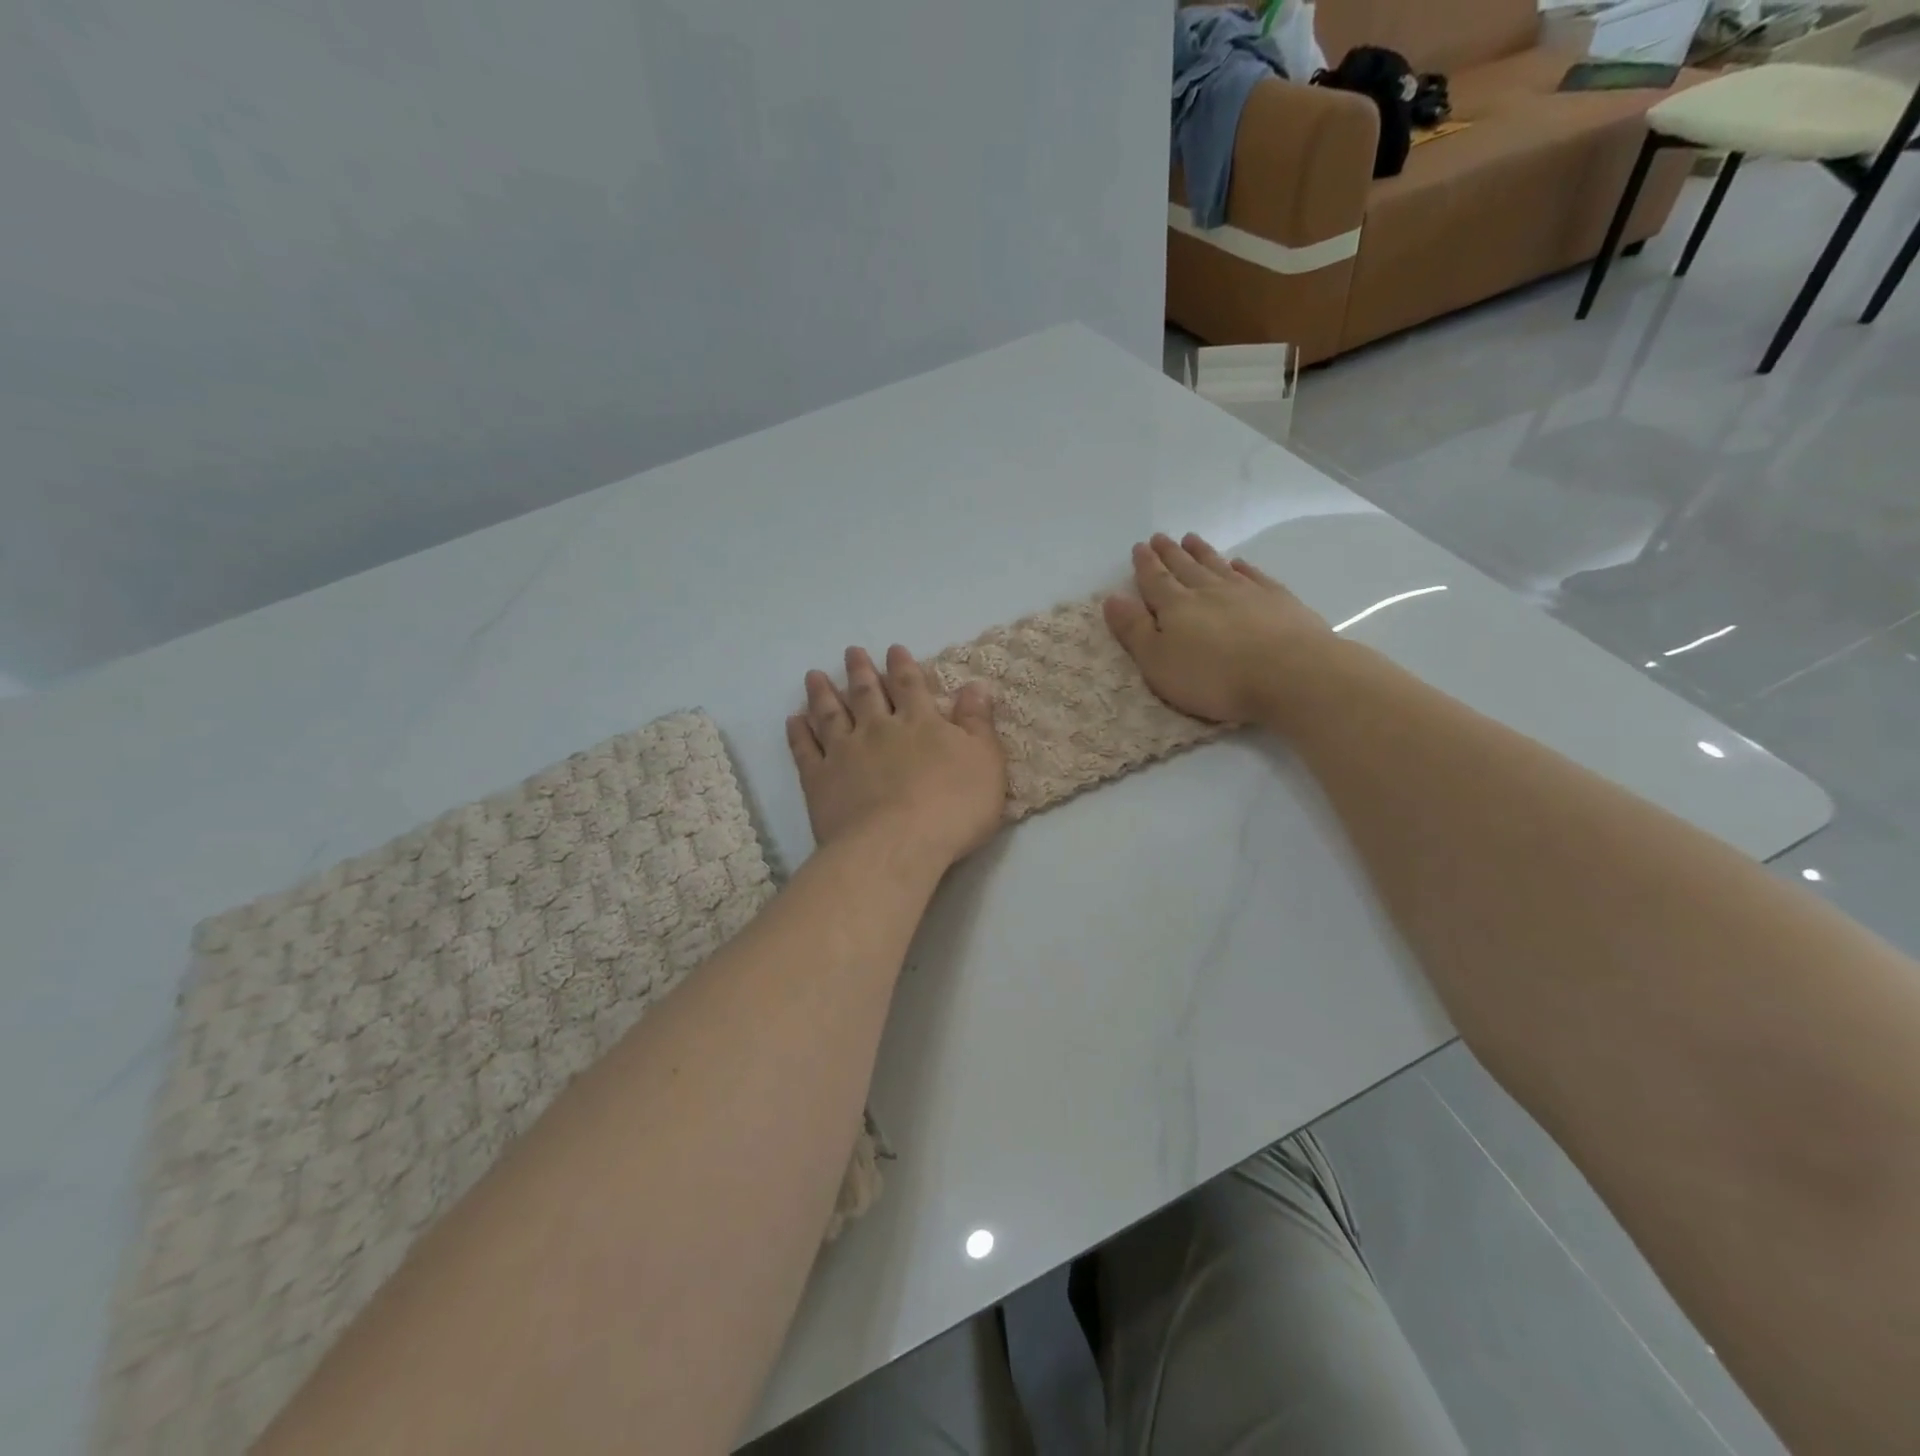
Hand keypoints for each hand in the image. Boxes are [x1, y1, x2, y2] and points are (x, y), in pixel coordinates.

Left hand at [787, 645, 1005, 869]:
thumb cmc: (953, 807)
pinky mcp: (820, 780)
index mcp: (919, 722)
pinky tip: (794, 721)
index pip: (909, 685)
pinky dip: (798, 734)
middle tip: (850, 652)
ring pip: (830, 714)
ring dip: (822, 693)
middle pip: (866, 693)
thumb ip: (978, 723)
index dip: (902, 665)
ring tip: (814, 675)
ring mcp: (844, 753)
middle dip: (859, 670)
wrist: (898, 845)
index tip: (893, 649)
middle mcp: (878, 729)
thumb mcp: (984, 762)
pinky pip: (805, 750)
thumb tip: (976, 686)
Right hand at [1103, 533, 1332, 724]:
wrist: (1289, 674)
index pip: (1155, 581)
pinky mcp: (1278, 600)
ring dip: (1202, 553)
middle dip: (1170, 553)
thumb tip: (1112, 598)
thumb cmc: (1214, 677)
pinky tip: (1238, 563)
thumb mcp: (1158, 663)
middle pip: (1185, 567)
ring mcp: (1246, 592)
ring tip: (1192, 539)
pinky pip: (1254, 576)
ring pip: (1217, 566)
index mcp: (1176, 607)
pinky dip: (1242, 568)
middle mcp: (1208, 591)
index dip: (1145, 565)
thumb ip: (1135, 630)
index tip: (1139, 547)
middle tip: (1161, 537)